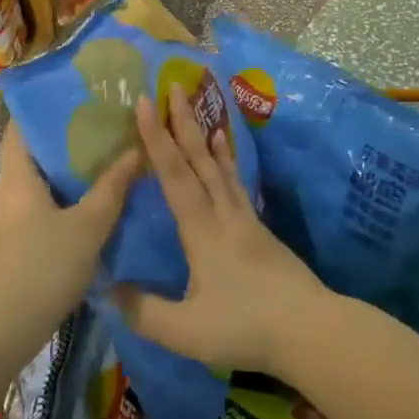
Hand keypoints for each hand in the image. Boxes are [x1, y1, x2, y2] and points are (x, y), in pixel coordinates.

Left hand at [0, 122, 139, 329]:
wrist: (0, 329)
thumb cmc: (43, 267)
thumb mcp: (87, 227)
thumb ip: (111, 190)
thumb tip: (135, 151)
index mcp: (18, 178)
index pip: (20, 129)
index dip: (42, 112)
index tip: (74, 101)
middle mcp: (6, 194)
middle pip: (32, 157)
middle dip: (64, 145)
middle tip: (102, 134)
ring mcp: (4, 224)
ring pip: (36, 188)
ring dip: (64, 178)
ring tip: (102, 170)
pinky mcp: (9, 249)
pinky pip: (36, 214)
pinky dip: (59, 206)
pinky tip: (86, 214)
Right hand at [113, 90, 326, 374]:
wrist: (311, 331)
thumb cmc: (245, 327)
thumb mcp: (185, 331)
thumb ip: (143, 311)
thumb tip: (107, 290)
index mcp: (201, 231)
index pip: (174, 175)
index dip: (155, 138)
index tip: (143, 103)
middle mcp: (224, 215)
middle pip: (200, 161)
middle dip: (182, 123)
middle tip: (173, 87)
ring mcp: (247, 222)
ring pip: (222, 170)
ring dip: (207, 139)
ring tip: (202, 112)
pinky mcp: (263, 233)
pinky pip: (238, 187)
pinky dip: (229, 166)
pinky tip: (229, 165)